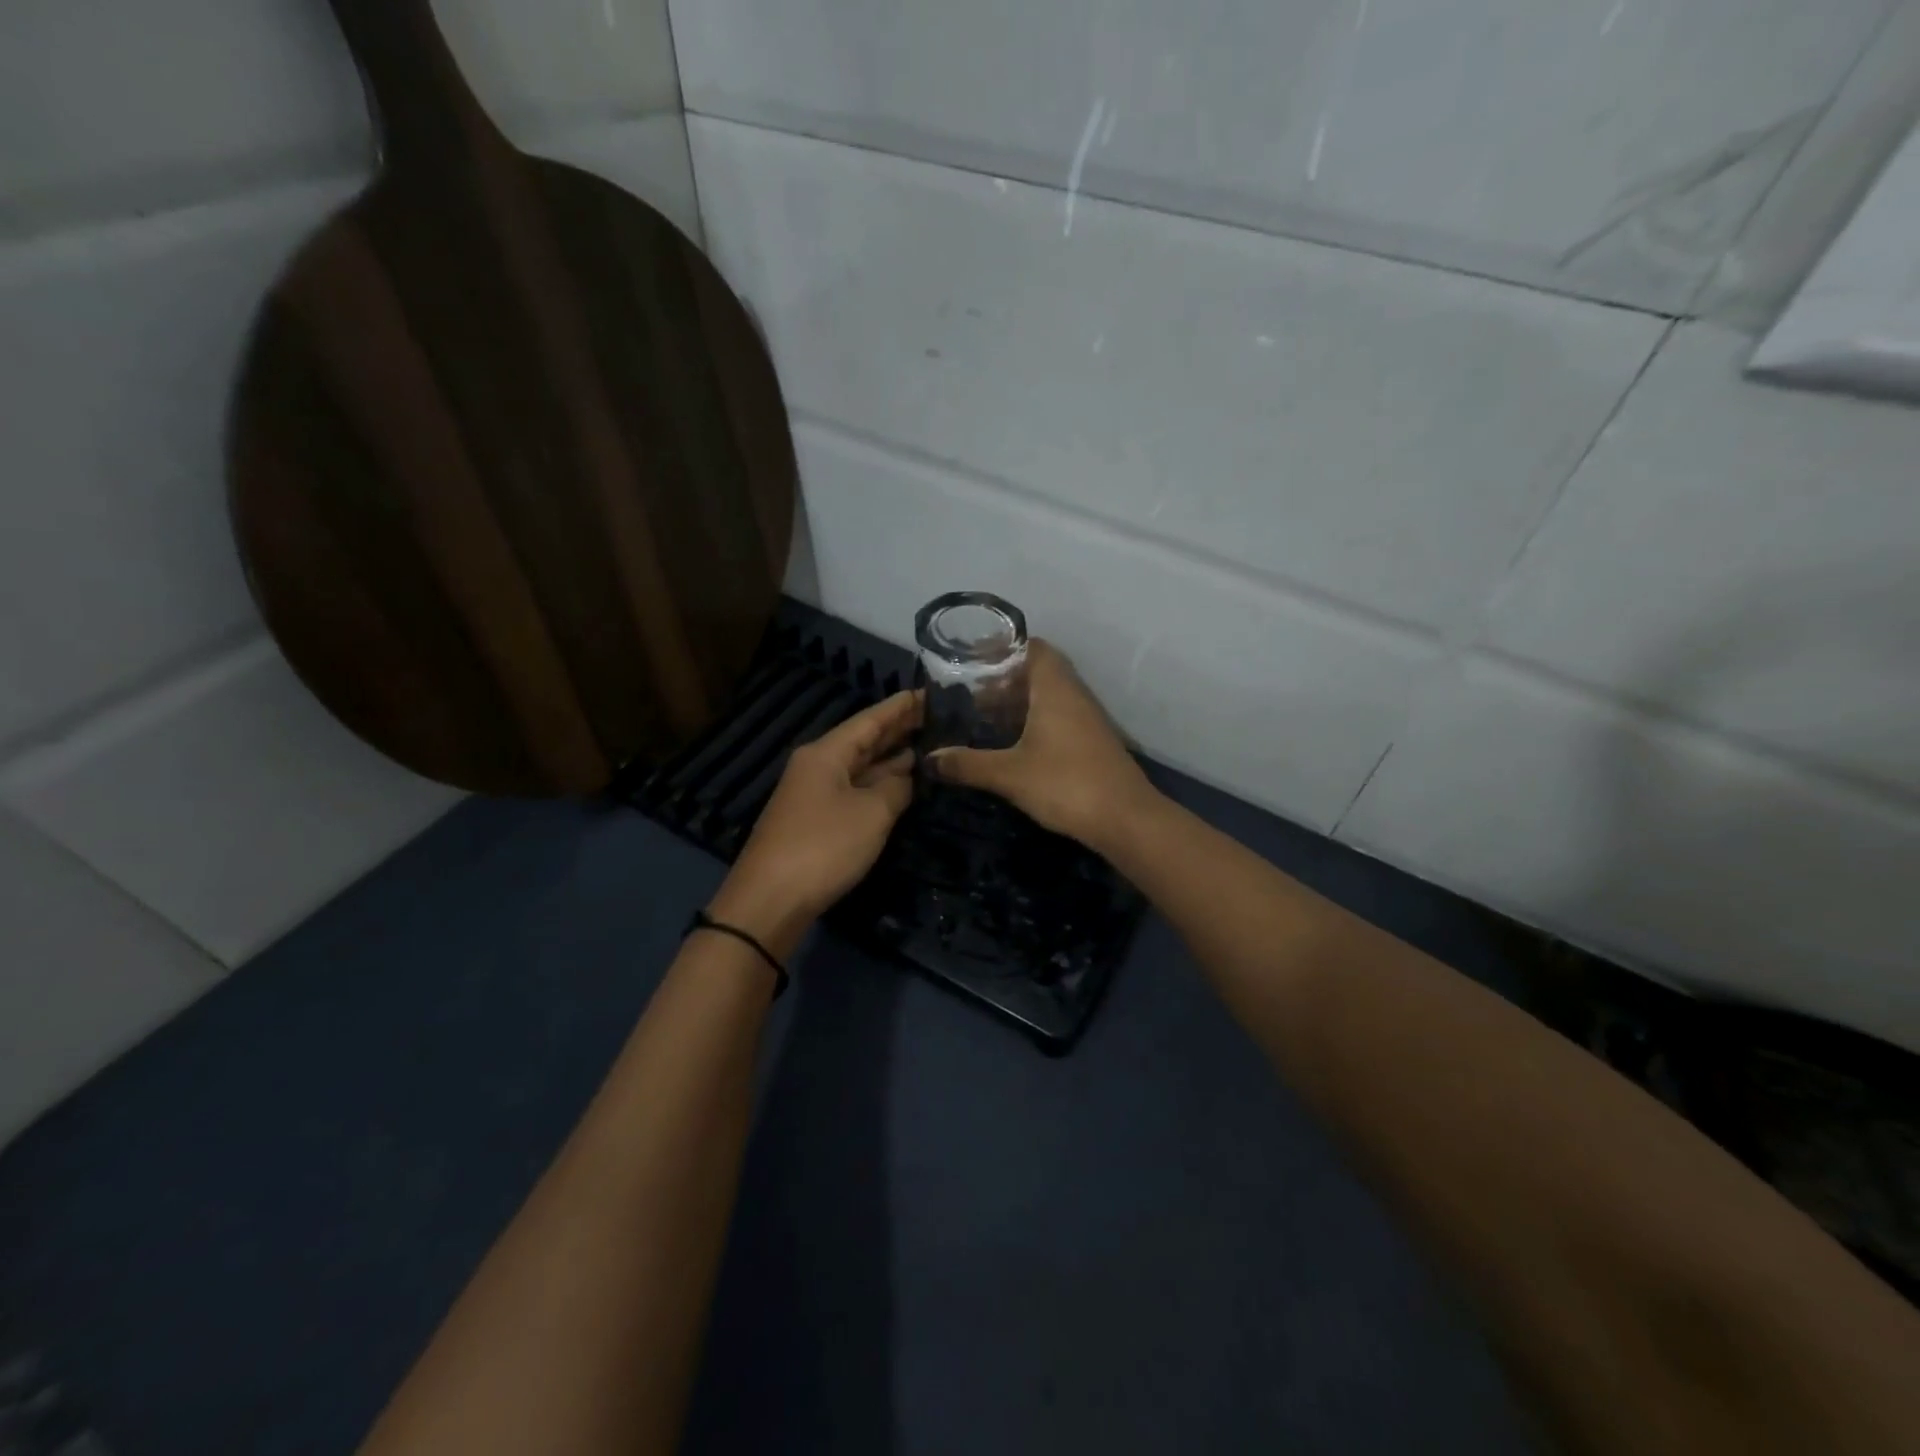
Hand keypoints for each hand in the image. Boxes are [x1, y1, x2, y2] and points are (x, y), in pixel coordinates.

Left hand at [709, 690, 922, 948]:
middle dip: (898, 728)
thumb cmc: (824, 847)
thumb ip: (896, 787)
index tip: (930, 692)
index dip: (901, 706)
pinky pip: (854, 790)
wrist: (771, 900)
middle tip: (937, 716)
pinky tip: (901, 783)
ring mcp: (815, 794)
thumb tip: (907, 775)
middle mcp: (818, 766)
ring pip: (860, 766)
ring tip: (928, 744)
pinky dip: (879, 783)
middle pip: (863, 740)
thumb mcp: (872, 813)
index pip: (870, 719)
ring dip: (891, 757)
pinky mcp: (816, 820)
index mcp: (826, 753)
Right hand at [930, 640, 1157, 851]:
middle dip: (1005, 678)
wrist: (1125, 818)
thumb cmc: (1066, 784)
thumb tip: (930, 759)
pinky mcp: (1092, 741)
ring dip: (1020, 701)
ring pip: (1050, 695)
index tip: (973, 659)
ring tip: (986, 716)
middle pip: (1039, 670)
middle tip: (972, 692)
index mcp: (1055, 688)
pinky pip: (1059, 716)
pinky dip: (1035, 720)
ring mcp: (1087, 718)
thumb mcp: (1009, 774)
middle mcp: (1074, 694)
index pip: (1032, 647)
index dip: (1003, 648)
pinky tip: (1014, 742)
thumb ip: (968, 764)